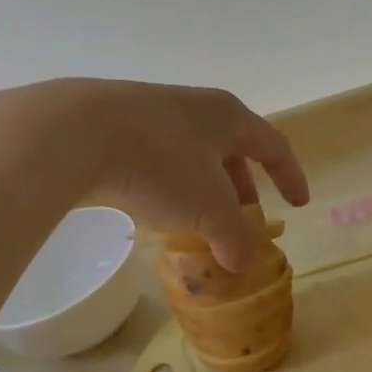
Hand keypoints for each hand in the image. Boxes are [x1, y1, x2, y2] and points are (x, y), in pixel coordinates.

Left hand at [0, 79, 309, 270]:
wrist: (73, 132)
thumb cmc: (160, 163)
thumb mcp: (207, 209)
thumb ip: (233, 238)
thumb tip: (243, 265)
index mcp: (227, 116)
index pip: (273, 145)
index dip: (290, 176)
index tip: (298, 203)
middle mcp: (193, 107)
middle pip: (231, 149)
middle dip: (240, 187)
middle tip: (243, 219)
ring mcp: (150, 111)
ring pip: (191, 154)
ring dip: (202, 189)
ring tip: (198, 221)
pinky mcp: (113, 124)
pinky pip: (156, 157)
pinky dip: (167, 186)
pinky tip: (154, 209)